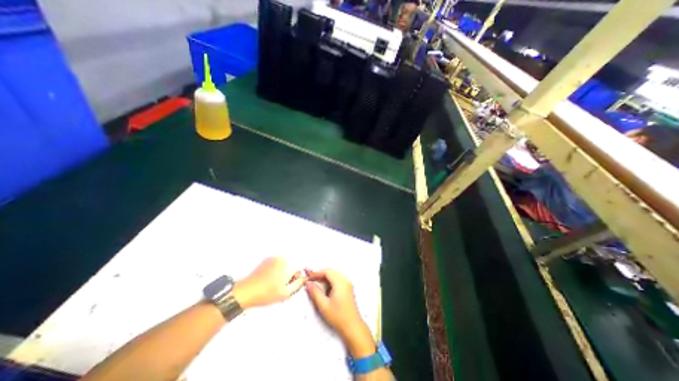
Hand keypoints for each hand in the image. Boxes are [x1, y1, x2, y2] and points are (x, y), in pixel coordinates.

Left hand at [233, 259, 307, 309]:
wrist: (245, 291)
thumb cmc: (265, 293)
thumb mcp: (286, 293)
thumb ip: (299, 284)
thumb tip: (304, 278)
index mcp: (288, 264)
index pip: (301, 267)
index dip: (299, 276)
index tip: (294, 284)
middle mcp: (283, 258)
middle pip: (294, 265)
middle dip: (291, 275)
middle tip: (284, 286)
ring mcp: (274, 257)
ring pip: (286, 264)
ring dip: (284, 273)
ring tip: (276, 284)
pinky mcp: (267, 259)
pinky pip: (278, 263)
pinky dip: (277, 270)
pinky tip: (270, 280)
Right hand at [306, 268, 372, 356]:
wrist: (352, 326)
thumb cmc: (338, 316)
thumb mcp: (324, 305)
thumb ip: (315, 292)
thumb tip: (308, 284)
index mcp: (340, 282)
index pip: (327, 272)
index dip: (317, 273)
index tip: (308, 277)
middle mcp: (345, 280)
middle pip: (331, 271)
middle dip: (320, 274)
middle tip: (311, 279)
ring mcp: (348, 283)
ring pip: (334, 274)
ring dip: (325, 276)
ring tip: (316, 283)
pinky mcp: (348, 287)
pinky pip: (338, 278)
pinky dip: (330, 280)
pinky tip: (324, 287)